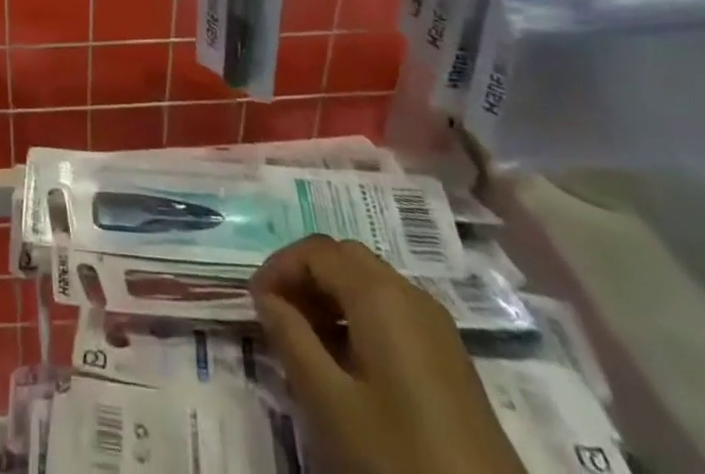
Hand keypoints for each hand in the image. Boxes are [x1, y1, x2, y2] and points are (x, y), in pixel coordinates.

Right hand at [251, 237, 524, 473]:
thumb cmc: (398, 455)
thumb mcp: (330, 403)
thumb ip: (291, 339)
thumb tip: (266, 297)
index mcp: (380, 293)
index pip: (316, 250)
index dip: (279, 267)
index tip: (253, 302)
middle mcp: (410, 293)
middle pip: (345, 259)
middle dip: (305, 277)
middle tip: (277, 316)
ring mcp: (436, 326)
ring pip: (370, 284)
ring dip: (331, 297)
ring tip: (305, 342)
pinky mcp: (450, 359)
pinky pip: (393, 313)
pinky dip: (358, 319)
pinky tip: (347, 364)